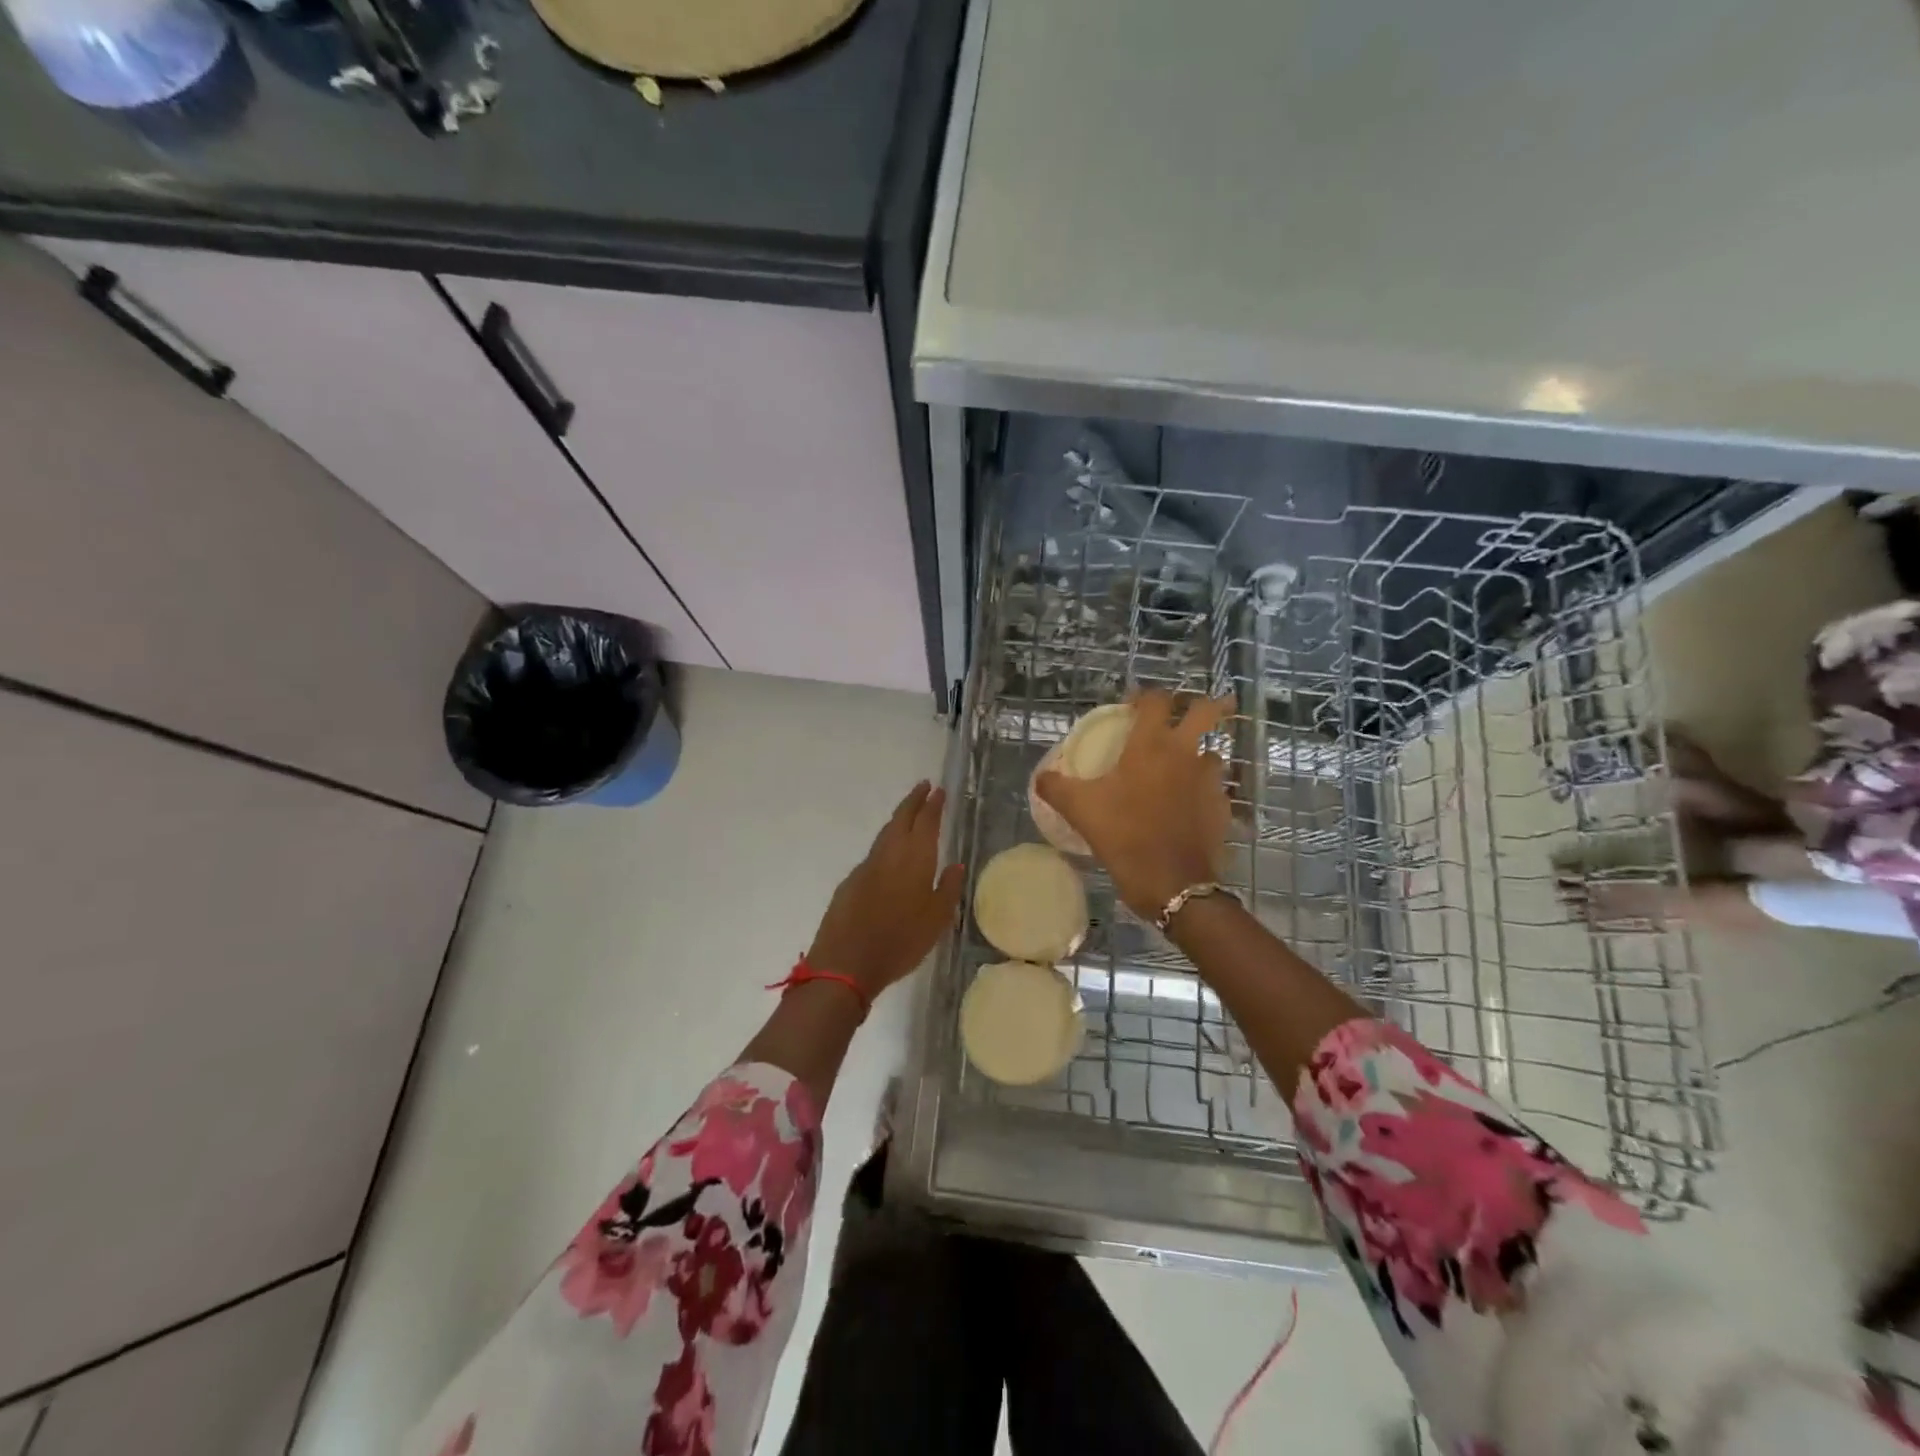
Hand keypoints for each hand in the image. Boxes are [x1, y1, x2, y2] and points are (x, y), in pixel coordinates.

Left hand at [807, 781, 965, 998]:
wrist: (846, 963)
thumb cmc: (901, 941)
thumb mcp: (937, 920)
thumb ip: (948, 888)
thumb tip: (956, 864)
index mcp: (914, 858)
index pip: (925, 821)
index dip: (933, 804)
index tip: (938, 789)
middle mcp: (889, 854)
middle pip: (901, 818)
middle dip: (913, 801)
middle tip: (924, 787)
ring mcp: (866, 866)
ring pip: (885, 834)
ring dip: (899, 819)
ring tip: (910, 815)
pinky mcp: (850, 882)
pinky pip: (874, 854)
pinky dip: (886, 844)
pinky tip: (890, 855)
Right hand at [1035, 690, 1233, 919]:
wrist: (1172, 884)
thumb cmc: (1124, 836)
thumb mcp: (1079, 810)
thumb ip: (1056, 787)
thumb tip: (1041, 777)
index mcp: (1151, 745)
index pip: (1156, 700)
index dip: (1145, 696)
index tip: (1133, 705)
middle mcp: (1185, 753)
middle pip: (1208, 711)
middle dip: (1204, 704)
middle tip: (1184, 713)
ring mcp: (1209, 780)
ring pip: (1214, 751)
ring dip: (1200, 751)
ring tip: (1182, 766)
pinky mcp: (1222, 807)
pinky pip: (1216, 788)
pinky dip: (1203, 789)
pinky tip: (1187, 804)